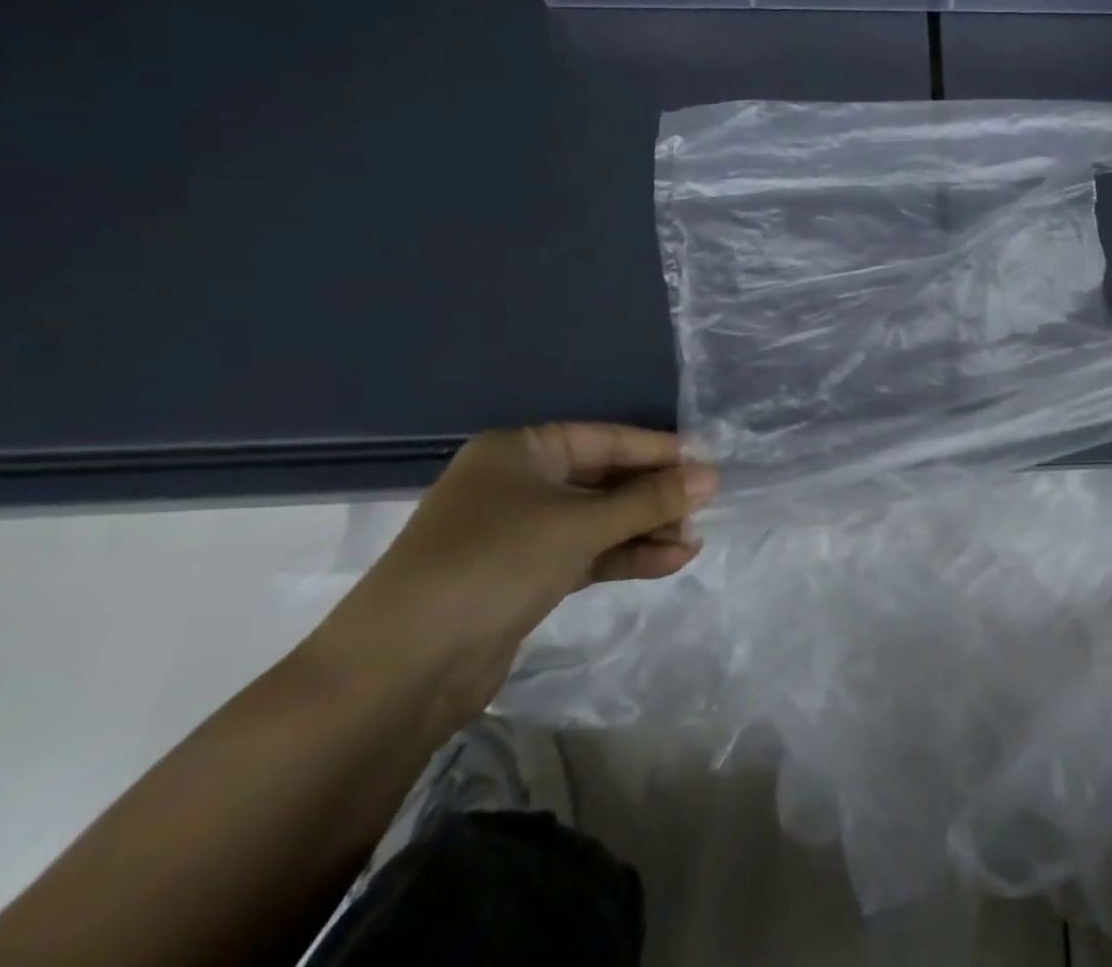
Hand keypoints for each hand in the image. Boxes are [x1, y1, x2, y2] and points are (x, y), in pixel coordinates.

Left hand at [311, 424, 717, 723]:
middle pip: (604, 480)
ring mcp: (519, 532)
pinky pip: (586, 553)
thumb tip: (712, 476)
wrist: (399, 672)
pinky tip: (669, 562)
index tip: (707, 463)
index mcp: (522, 450)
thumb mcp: (580, 524)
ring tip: (694, 541)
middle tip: (703, 509)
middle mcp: (519, 483)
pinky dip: (624, 557)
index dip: (659, 451)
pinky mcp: (523, 576)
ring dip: (645, 530)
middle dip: (654, 497)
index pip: (606, 439)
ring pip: (598, 520)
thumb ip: (649, 500)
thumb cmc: (493, 565)